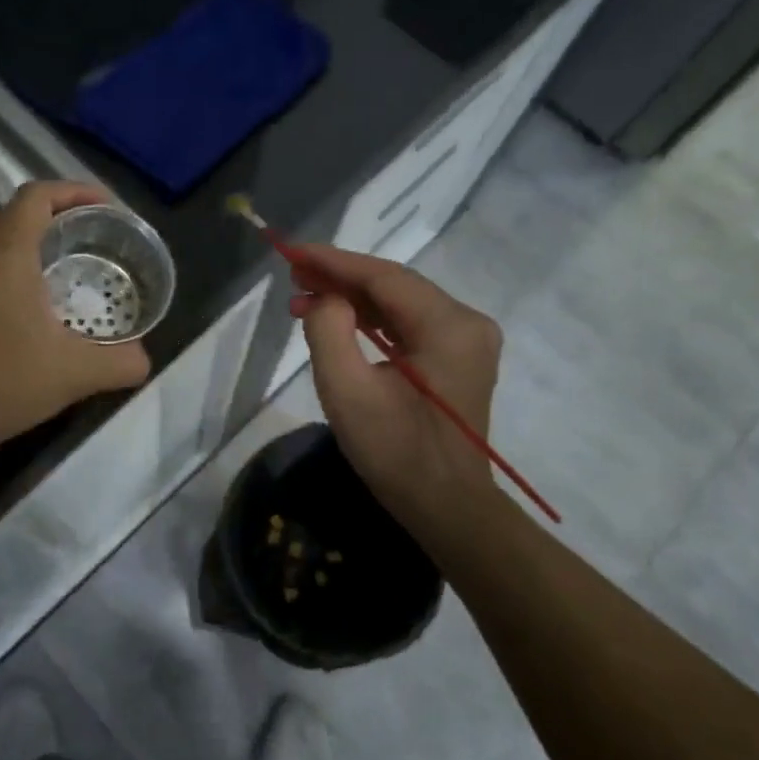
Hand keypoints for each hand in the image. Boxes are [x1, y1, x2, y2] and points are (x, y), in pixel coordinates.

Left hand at [0, 182, 151, 460]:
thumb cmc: (4, 384)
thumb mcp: (76, 374)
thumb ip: (120, 362)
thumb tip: (143, 359)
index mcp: (5, 256)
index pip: (35, 196)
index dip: (72, 191)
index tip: (102, 207)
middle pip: (6, 212)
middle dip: (45, 215)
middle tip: (77, 239)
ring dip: (15, 242)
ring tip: (47, 273)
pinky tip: (12, 311)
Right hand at [290, 244, 501, 536]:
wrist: (446, 508)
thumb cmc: (396, 454)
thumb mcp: (348, 393)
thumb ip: (328, 332)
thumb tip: (326, 300)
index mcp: (449, 326)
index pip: (384, 277)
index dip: (334, 262)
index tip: (292, 251)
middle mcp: (466, 323)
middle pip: (394, 285)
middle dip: (340, 278)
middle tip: (293, 276)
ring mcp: (466, 341)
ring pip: (400, 304)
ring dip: (353, 299)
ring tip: (304, 297)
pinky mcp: (457, 358)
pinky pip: (409, 325)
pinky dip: (372, 320)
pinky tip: (338, 319)